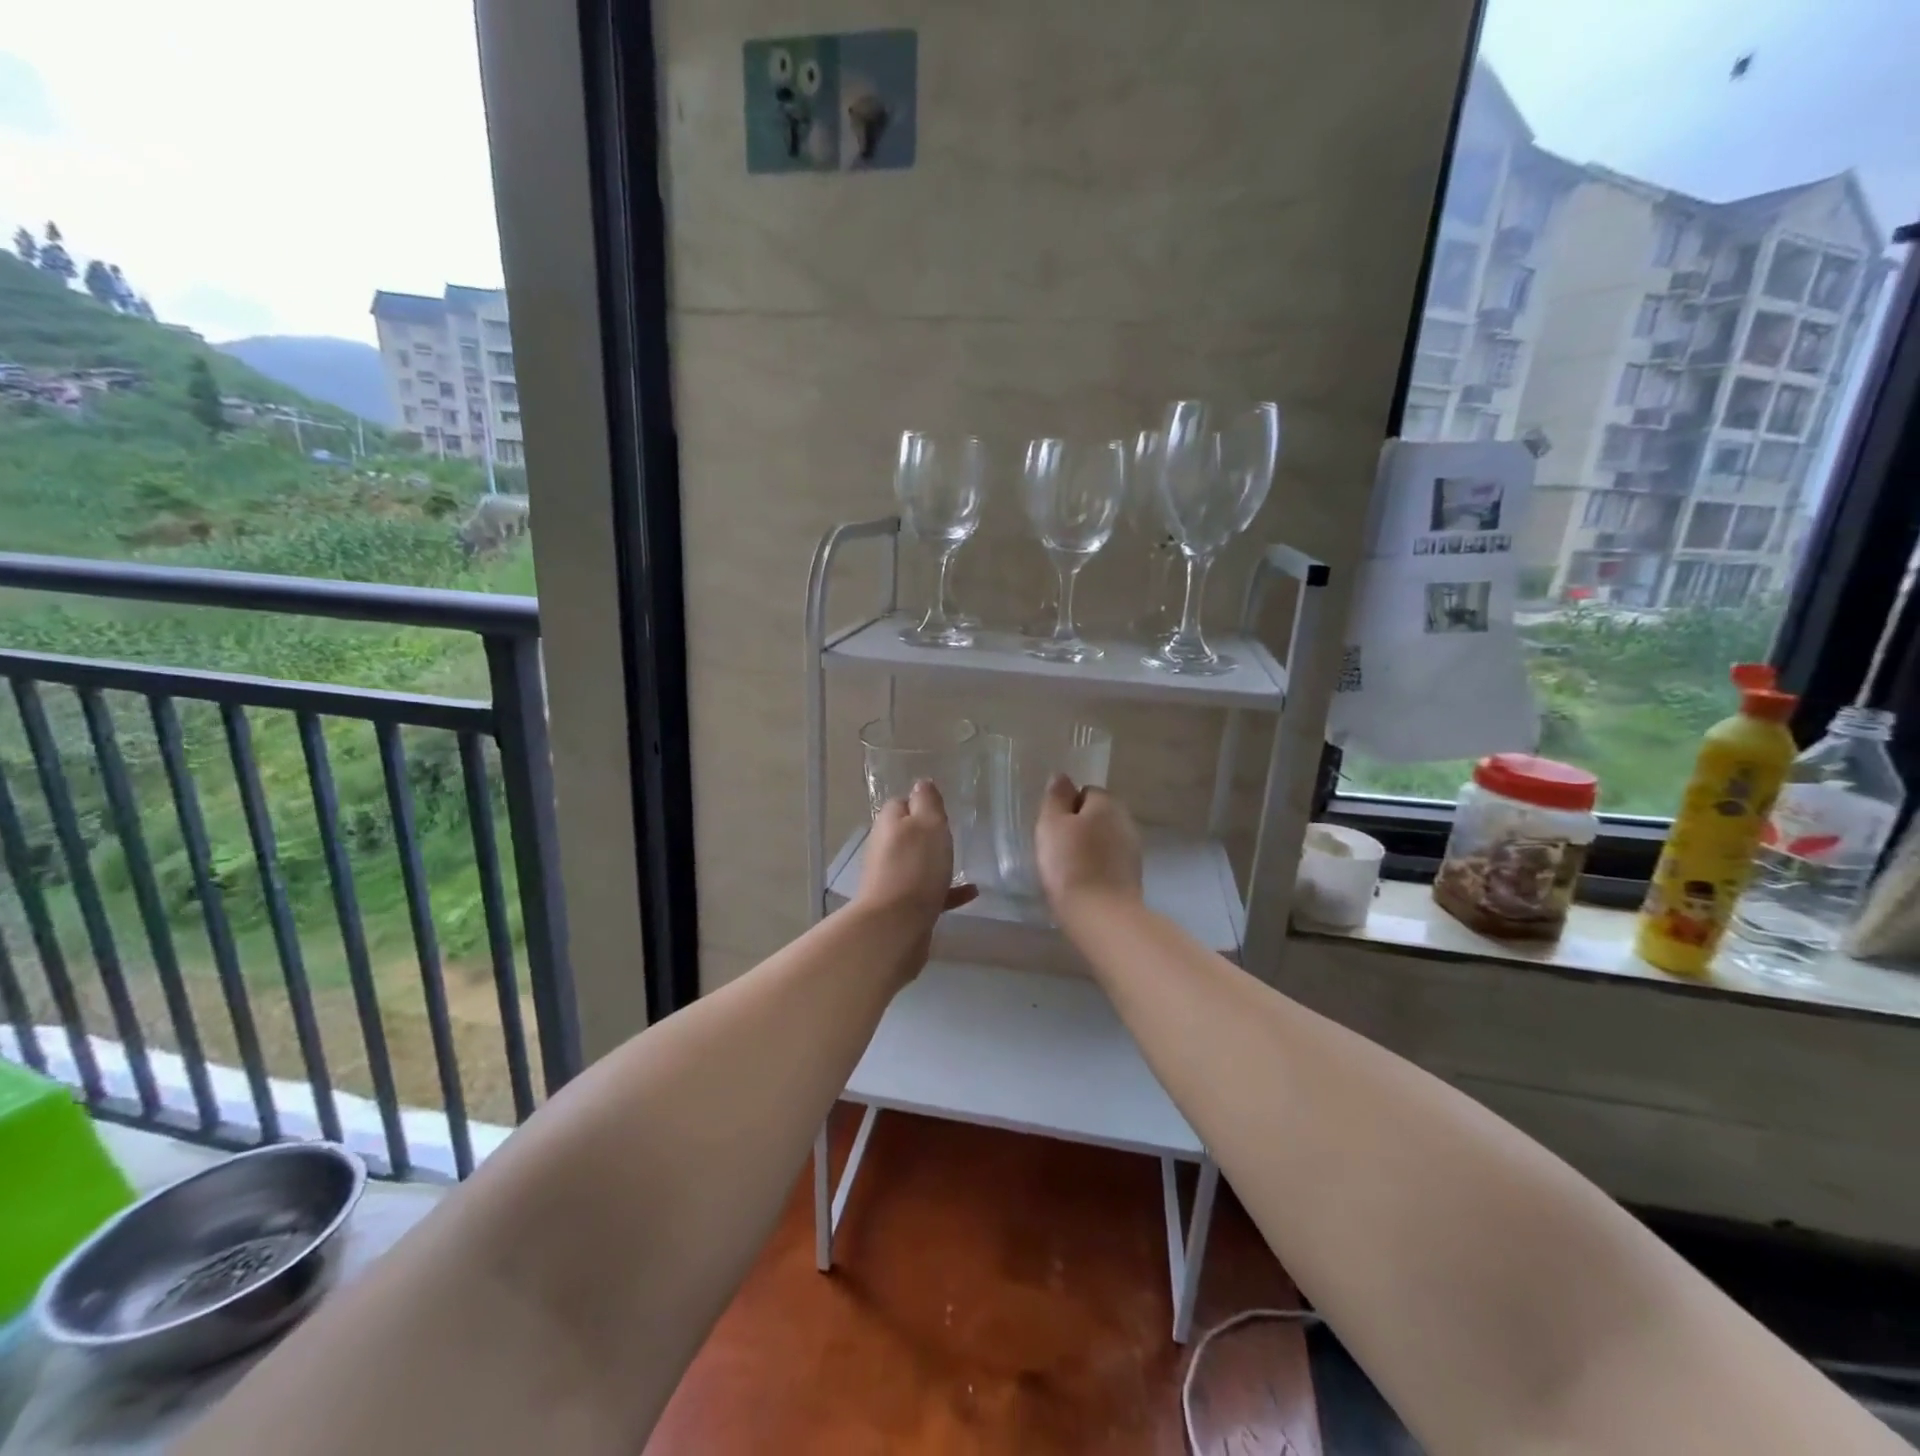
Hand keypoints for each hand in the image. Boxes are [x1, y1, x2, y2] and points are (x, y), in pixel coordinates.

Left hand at [856, 780, 979, 929]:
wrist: (896, 926)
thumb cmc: (916, 866)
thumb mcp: (928, 824)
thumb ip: (927, 802)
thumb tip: (921, 783)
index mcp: (889, 824)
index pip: (901, 804)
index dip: (921, 804)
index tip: (942, 809)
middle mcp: (885, 848)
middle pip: (907, 834)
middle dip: (927, 834)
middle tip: (953, 834)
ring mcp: (891, 878)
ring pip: (916, 863)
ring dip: (936, 862)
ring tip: (963, 862)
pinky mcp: (902, 905)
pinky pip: (928, 891)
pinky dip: (947, 890)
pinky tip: (970, 893)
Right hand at [1035, 774, 1142, 919]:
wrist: (1101, 915)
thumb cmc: (1070, 864)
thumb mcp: (1051, 824)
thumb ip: (1056, 797)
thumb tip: (1062, 776)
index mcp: (1107, 803)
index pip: (1085, 792)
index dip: (1066, 808)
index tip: (1053, 828)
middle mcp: (1126, 821)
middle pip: (1096, 816)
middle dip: (1079, 827)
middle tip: (1056, 847)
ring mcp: (1133, 850)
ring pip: (1104, 840)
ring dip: (1089, 848)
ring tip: (1068, 868)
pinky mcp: (1133, 876)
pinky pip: (1109, 862)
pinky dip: (1097, 867)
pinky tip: (1083, 882)